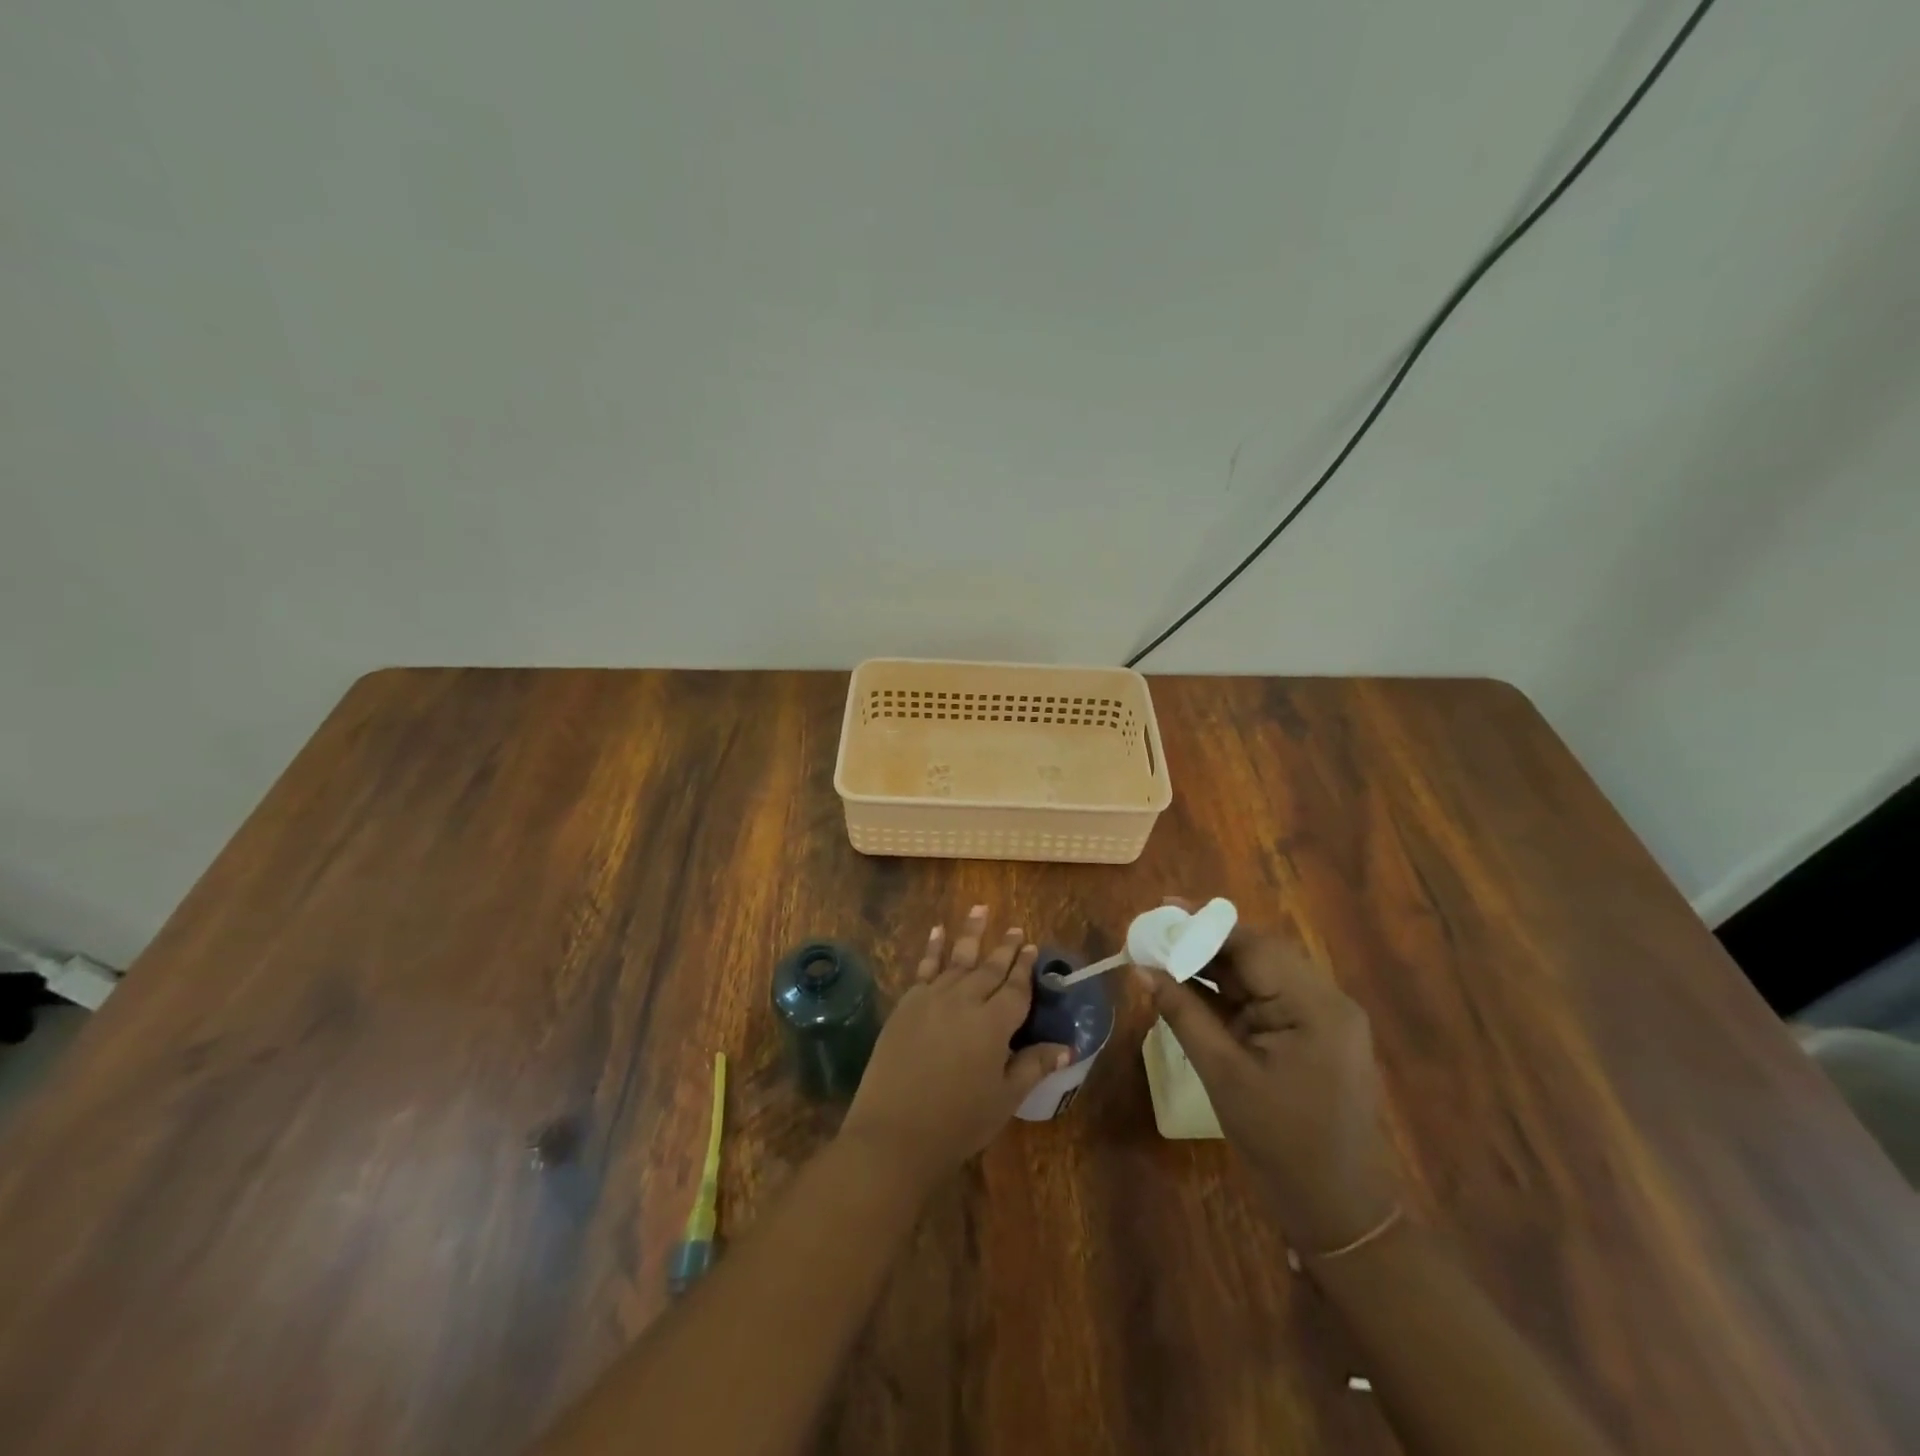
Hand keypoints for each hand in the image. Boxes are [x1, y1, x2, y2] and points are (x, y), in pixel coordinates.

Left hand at [841, 906, 1070, 1190]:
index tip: (1032, 947)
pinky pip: (924, 967)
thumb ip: (1033, 1066)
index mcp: (994, 1023)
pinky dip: (932, 947)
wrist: (895, 1132)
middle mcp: (965, 1000)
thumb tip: (1066, 1047)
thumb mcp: (1005, 1098)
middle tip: (1016, 930)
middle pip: (989, 968)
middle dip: (1005, 948)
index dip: (1025, 968)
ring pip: (957, 959)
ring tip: (980, 909)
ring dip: (971, 933)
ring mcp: (932, 998)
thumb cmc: (958, 1121)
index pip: (1016, 988)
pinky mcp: (907, 1004)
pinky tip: (937, 931)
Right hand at [1137, 904, 1399, 1253]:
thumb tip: (1142, 969)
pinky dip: (1226, 992)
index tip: (1162, 908)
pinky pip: (1263, 999)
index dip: (1204, 924)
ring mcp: (1320, 1019)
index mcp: (1316, 1006)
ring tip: (1162, 954)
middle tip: (1154, 932)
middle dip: (1203, 942)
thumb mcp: (1224, 1074)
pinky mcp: (1310, 1035)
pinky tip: (1188, 985)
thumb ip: (1183, 1014)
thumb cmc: (1281, 1144)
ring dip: (1211, 965)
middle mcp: (1324, 1000)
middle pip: (1257, 954)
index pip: (1254, 946)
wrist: (1338, 1211)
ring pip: (1258, 974)